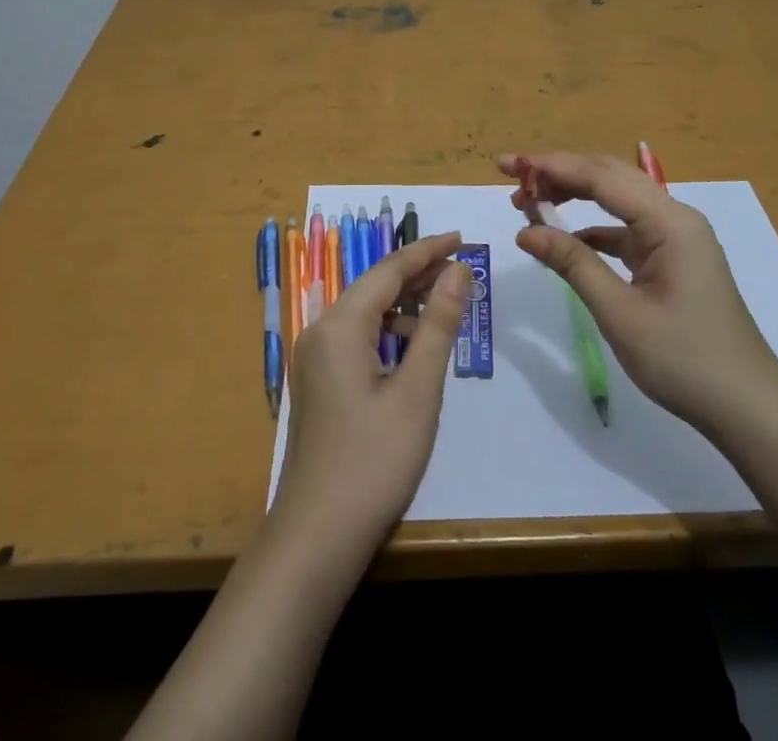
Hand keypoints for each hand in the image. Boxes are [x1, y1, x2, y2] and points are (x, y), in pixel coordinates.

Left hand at [269, 233, 469, 553]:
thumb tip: (459, 272)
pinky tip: (413, 348)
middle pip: (374, 286)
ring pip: (365, 313)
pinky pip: (356, 338)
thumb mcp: (418, 391)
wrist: (316, 538)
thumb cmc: (373, 462)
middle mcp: (320, 331)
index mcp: (340, 325)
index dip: (428, 251)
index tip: (463, 238)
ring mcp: (315, 359)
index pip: (389, 270)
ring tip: (445, 305)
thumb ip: (438, 325)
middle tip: (463, 269)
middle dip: (418, 274)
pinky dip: (388, 332)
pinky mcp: (318, 382)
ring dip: (404, 304)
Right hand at [499, 152, 777, 435]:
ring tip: (530, 202)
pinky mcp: (671, 258)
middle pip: (609, 177)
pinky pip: (625, 228)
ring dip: (574, 195)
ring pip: (617, 199)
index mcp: (668, 221)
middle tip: (513, 178)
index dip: (551, 166)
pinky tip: (564, 238)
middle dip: (559, 172)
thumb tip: (525, 231)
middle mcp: (674, 217)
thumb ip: (572, 264)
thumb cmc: (685, 360)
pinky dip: (592, 227)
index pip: (600, 176)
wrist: (747, 407)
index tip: (508, 164)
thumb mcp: (620, 313)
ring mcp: (675, 238)